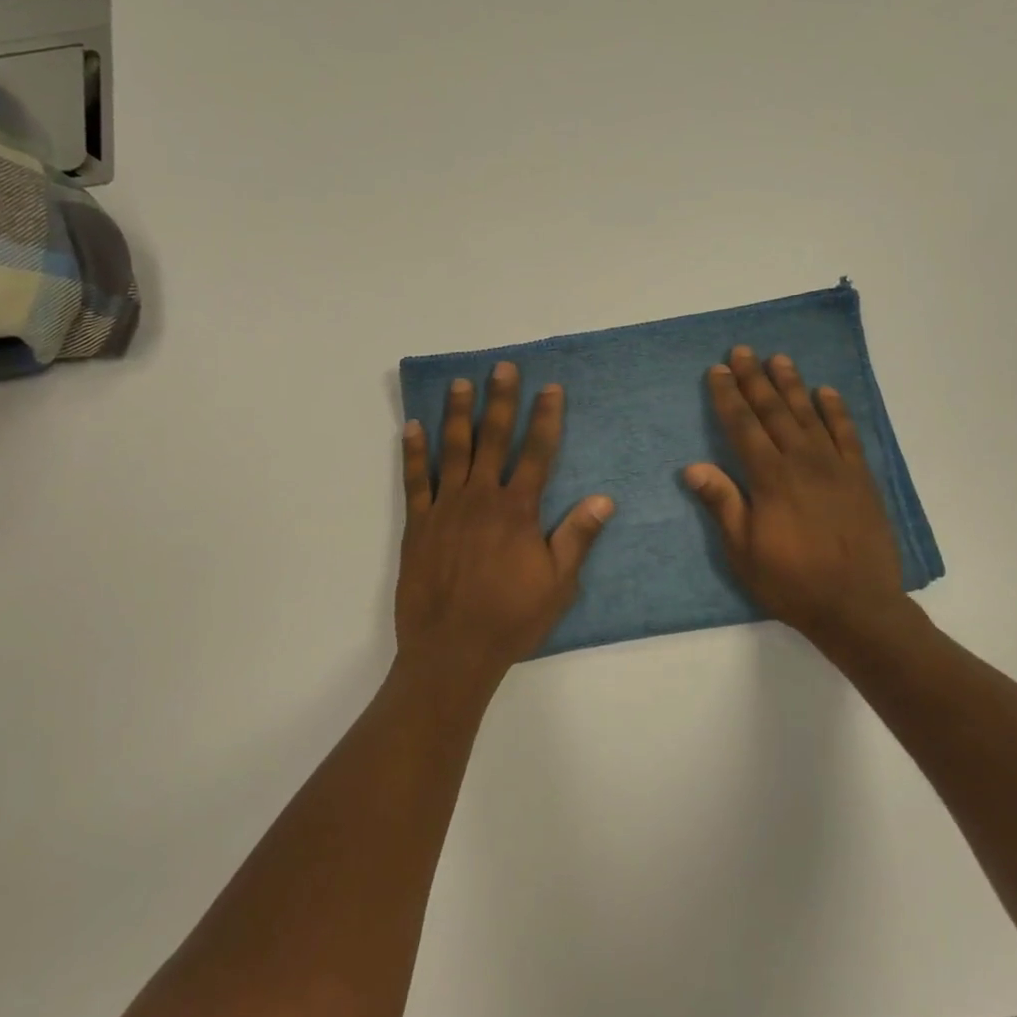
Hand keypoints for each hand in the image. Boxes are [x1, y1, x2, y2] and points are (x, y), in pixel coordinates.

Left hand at [396, 363, 614, 690]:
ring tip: (460, 383)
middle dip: (500, 401)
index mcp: (518, 511)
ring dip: (457, 414)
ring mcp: (446, 508)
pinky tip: (412, 427)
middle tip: (502, 367)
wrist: (452, 650)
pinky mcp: (418, 524)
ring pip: (453, 450)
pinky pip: (415, 480)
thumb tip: (604, 499)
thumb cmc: (511, 619)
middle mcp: (482, 498)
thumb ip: (577, 537)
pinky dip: (414, 452)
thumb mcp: (558, 584)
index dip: (546, 418)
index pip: (538, 453)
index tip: (550, 388)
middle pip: (493, 439)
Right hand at [684, 347, 908, 650]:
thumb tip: (692, 466)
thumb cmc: (791, 581)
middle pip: (774, 411)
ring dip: (792, 385)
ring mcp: (835, 466)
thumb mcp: (743, 551)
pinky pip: (847, 434)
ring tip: (779, 359)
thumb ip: (722, 503)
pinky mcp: (860, 477)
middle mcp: (802, 462)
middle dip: (755, 380)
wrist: (856, 605)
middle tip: (742, 351)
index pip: (743, 426)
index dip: (727, 396)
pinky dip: (836, 410)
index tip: (717, 371)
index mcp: (769, 479)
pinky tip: (826, 392)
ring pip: (809, 415)